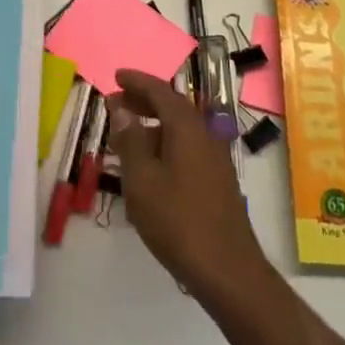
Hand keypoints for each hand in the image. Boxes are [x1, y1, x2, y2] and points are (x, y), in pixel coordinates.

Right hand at [109, 69, 272, 300]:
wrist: (227, 269)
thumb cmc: (178, 220)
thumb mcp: (142, 180)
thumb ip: (130, 140)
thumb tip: (121, 108)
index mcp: (187, 127)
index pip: (160, 91)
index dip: (137, 81)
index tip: (117, 76)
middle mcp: (204, 134)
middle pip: (172, 107)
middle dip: (143, 101)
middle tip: (116, 102)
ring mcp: (214, 158)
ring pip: (179, 129)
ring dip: (152, 124)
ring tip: (125, 134)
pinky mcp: (216, 180)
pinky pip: (186, 147)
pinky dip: (164, 144)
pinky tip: (148, 165)